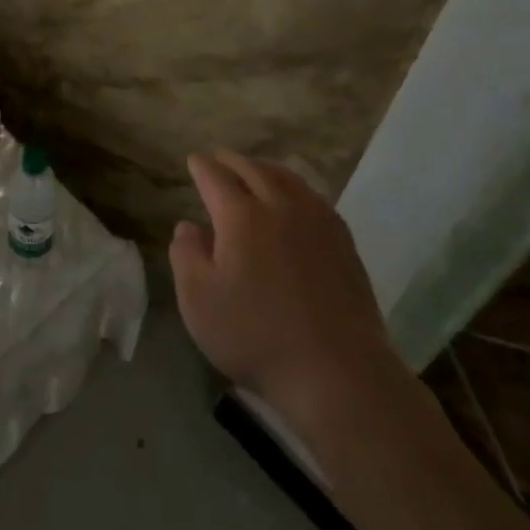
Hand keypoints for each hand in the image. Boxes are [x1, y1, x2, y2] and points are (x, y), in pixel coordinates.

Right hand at [172, 152, 416, 441]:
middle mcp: (280, 206)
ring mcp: (317, 221)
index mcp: (241, 216)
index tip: (193, 160)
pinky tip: (294, 201)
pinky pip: (313, 197)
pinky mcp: (343, 242)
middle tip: (219, 158)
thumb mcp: (198, 301)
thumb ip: (186, 255)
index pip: (216, 177)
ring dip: (265, 168)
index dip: (202, 167)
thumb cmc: (256, 336)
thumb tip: (188, 225)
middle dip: (232, 161)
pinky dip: (294, 187)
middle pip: (253, 169)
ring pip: (288, 178)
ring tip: (254, 171)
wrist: (337, 370)